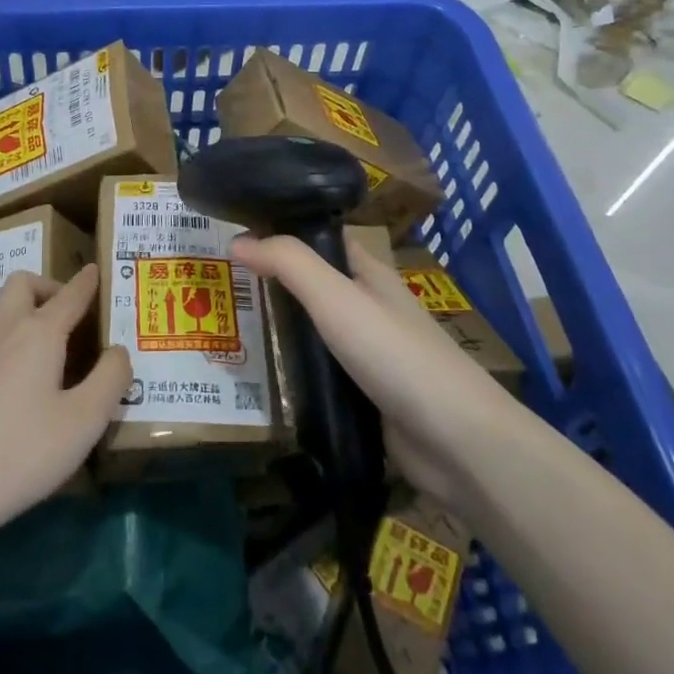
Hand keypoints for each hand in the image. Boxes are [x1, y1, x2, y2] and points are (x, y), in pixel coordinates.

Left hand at [0, 265, 129, 544]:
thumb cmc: (20, 452)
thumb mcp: (83, 422)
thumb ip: (110, 380)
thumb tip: (119, 351)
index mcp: (39, 332)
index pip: (70, 295)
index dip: (88, 282)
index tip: (97, 271)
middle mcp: (5, 329)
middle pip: (24, 285)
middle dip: (50, 288)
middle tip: (73, 316)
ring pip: (2, 308)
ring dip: (27, 309)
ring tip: (52, 343)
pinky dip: (12, 335)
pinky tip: (24, 375)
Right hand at [229, 235, 518, 511]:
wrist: (455, 441)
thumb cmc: (395, 354)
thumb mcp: (336, 297)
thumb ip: (288, 264)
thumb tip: (237, 241)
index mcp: (369, 274)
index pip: (322, 239)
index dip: (283, 232)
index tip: (235, 234)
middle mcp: (368, 308)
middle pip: (313, 287)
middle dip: (271, 284)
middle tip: (218, 286)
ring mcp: (367, 355)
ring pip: (313, 333)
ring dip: (278, 331)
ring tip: (225, 329)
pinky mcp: (363, 396)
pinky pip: (318, 375)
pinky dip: (291, 372)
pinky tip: (257, 377)